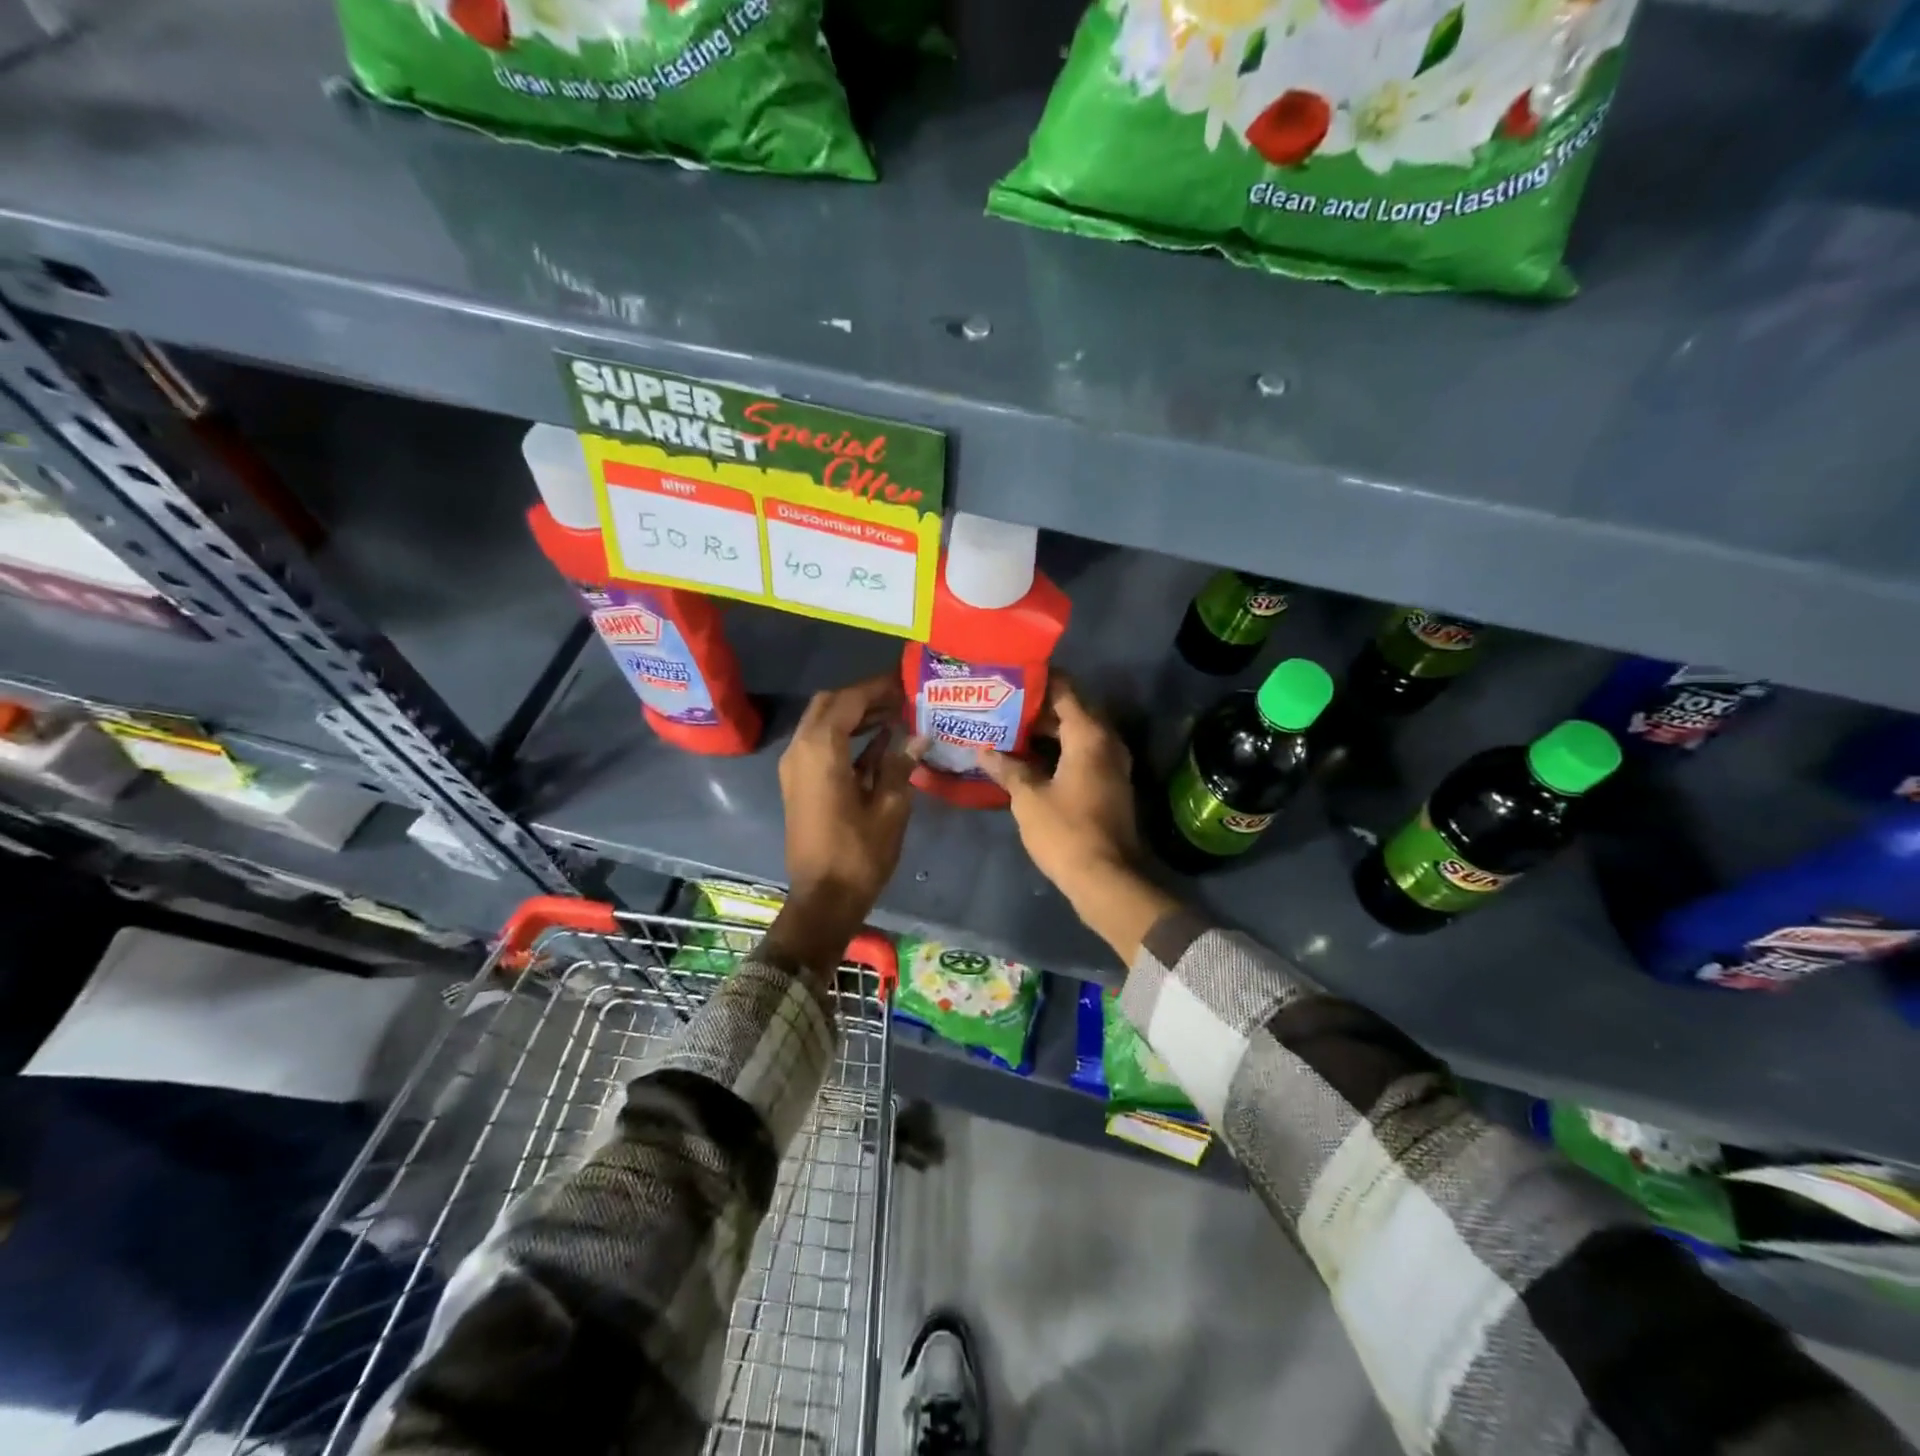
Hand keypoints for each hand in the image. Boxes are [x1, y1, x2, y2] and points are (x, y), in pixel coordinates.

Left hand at [771, 674, 925, 970]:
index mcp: (821, 750)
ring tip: (895, 714)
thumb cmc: (859, 853)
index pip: (849, 700)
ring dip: (855, 715)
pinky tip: (880, 740)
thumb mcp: (890, 806)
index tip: (905, 680)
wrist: (823, 898)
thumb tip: (918, 735)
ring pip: (823, 723)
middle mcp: (801, 750)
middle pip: (830, 705)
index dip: (877, 687)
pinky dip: (846, 737)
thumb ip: (899, 764)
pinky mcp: (799, 783)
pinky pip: (821, 745)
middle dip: (863, 697)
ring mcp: (796, 767)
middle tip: (899, 697)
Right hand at [977, 679, 1179, 962]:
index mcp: (1089, 736)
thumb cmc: (1065, 831)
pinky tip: (1030, 760)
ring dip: (1048, 732)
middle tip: (1003, 705)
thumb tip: (984, 751)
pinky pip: (1083, 755)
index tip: (1011, 676)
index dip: (1039, 681)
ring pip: (1078, 735)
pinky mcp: (1110, 786)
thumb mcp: (1028, 798)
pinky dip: (1059, 751)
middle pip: (1072, 711)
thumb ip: (1008, 768)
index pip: (1065, 691)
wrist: (1105, 879)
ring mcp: (1112, 765)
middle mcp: (1107, 742)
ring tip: (1010, 730)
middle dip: (1038, 708)